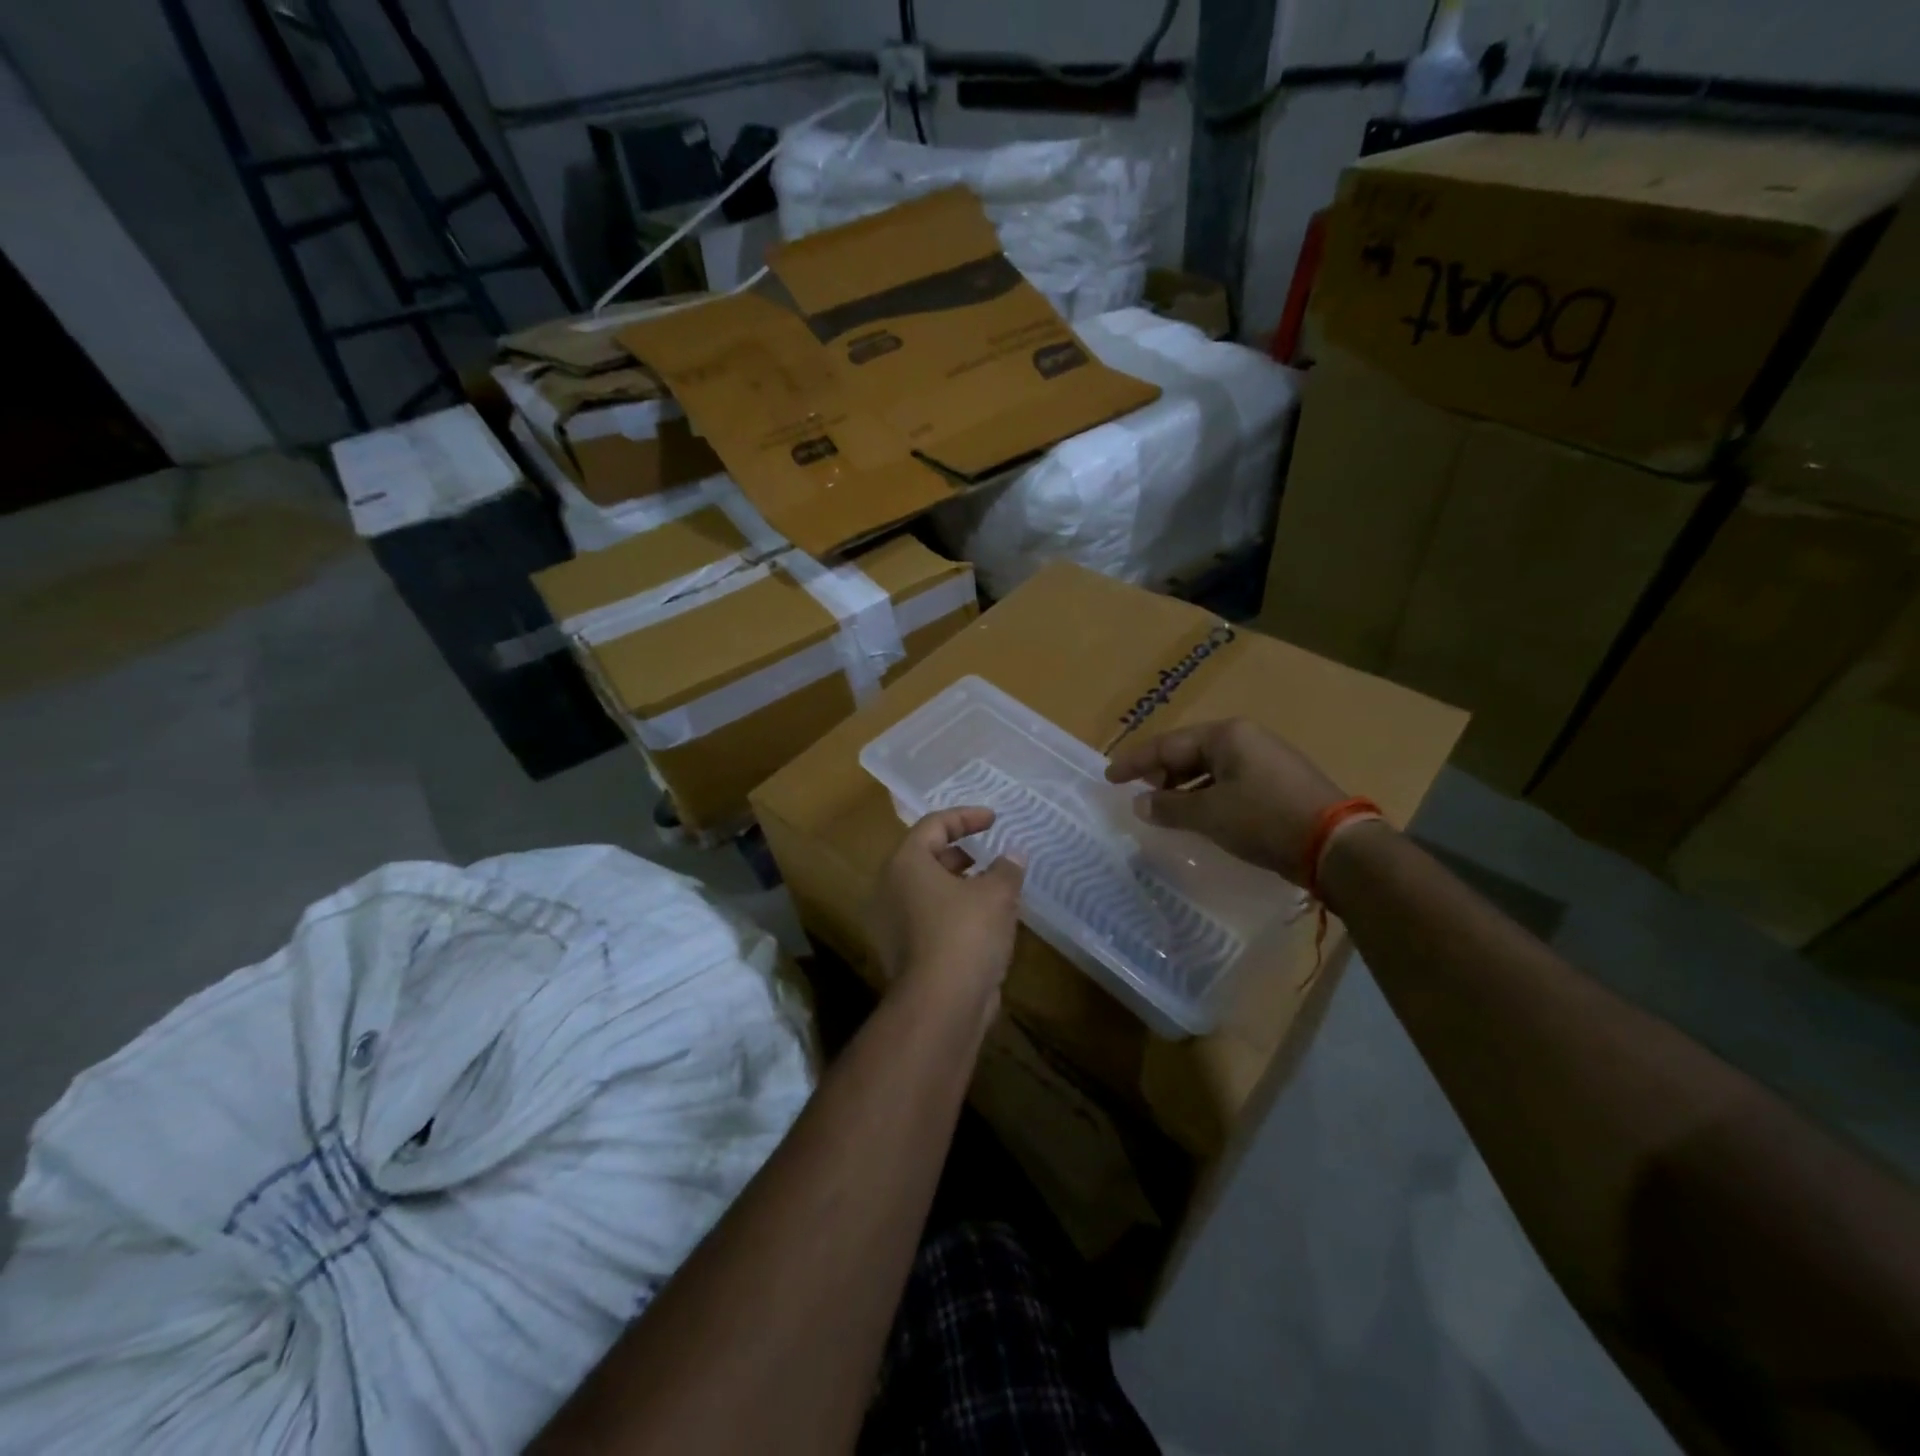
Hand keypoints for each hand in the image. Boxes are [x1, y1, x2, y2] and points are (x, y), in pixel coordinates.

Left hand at [867, 808, 1024, 1015]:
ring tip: (994, 888)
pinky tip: (985, 922)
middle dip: (961, 852)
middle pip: (926, 856)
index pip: (934, 824)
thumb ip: (1007, 868)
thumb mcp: (997, 894)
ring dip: (960, 884)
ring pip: (927, 890)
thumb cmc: (966, 934)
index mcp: (905, 863)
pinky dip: (954, 911)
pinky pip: (929, 918)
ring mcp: (892, 923)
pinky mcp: (902, 952)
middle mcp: (890, 888)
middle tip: (989, 854)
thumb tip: (1013, 855)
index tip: (994, 819)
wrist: (940, 1005)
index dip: (966, 817)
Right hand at [1105, 720, 1349, 884]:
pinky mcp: (1278, 783)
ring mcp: (1265, 759)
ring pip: (1210, 768)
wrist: (1336, 845)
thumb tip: (1140, 804)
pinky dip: (1207, 795)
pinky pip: (1229, 782)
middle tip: (1138, 793)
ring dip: (1184, 787)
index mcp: (1226, 735)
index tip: (1110, 777)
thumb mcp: (1210, 814)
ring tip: (1164, 807)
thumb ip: (1170, 807)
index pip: (1168, 744)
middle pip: (1189, 752)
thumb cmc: (1265, 819)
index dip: (1135, 762)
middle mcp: (1246, 739)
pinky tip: (1199, 815)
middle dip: (1161, 773)